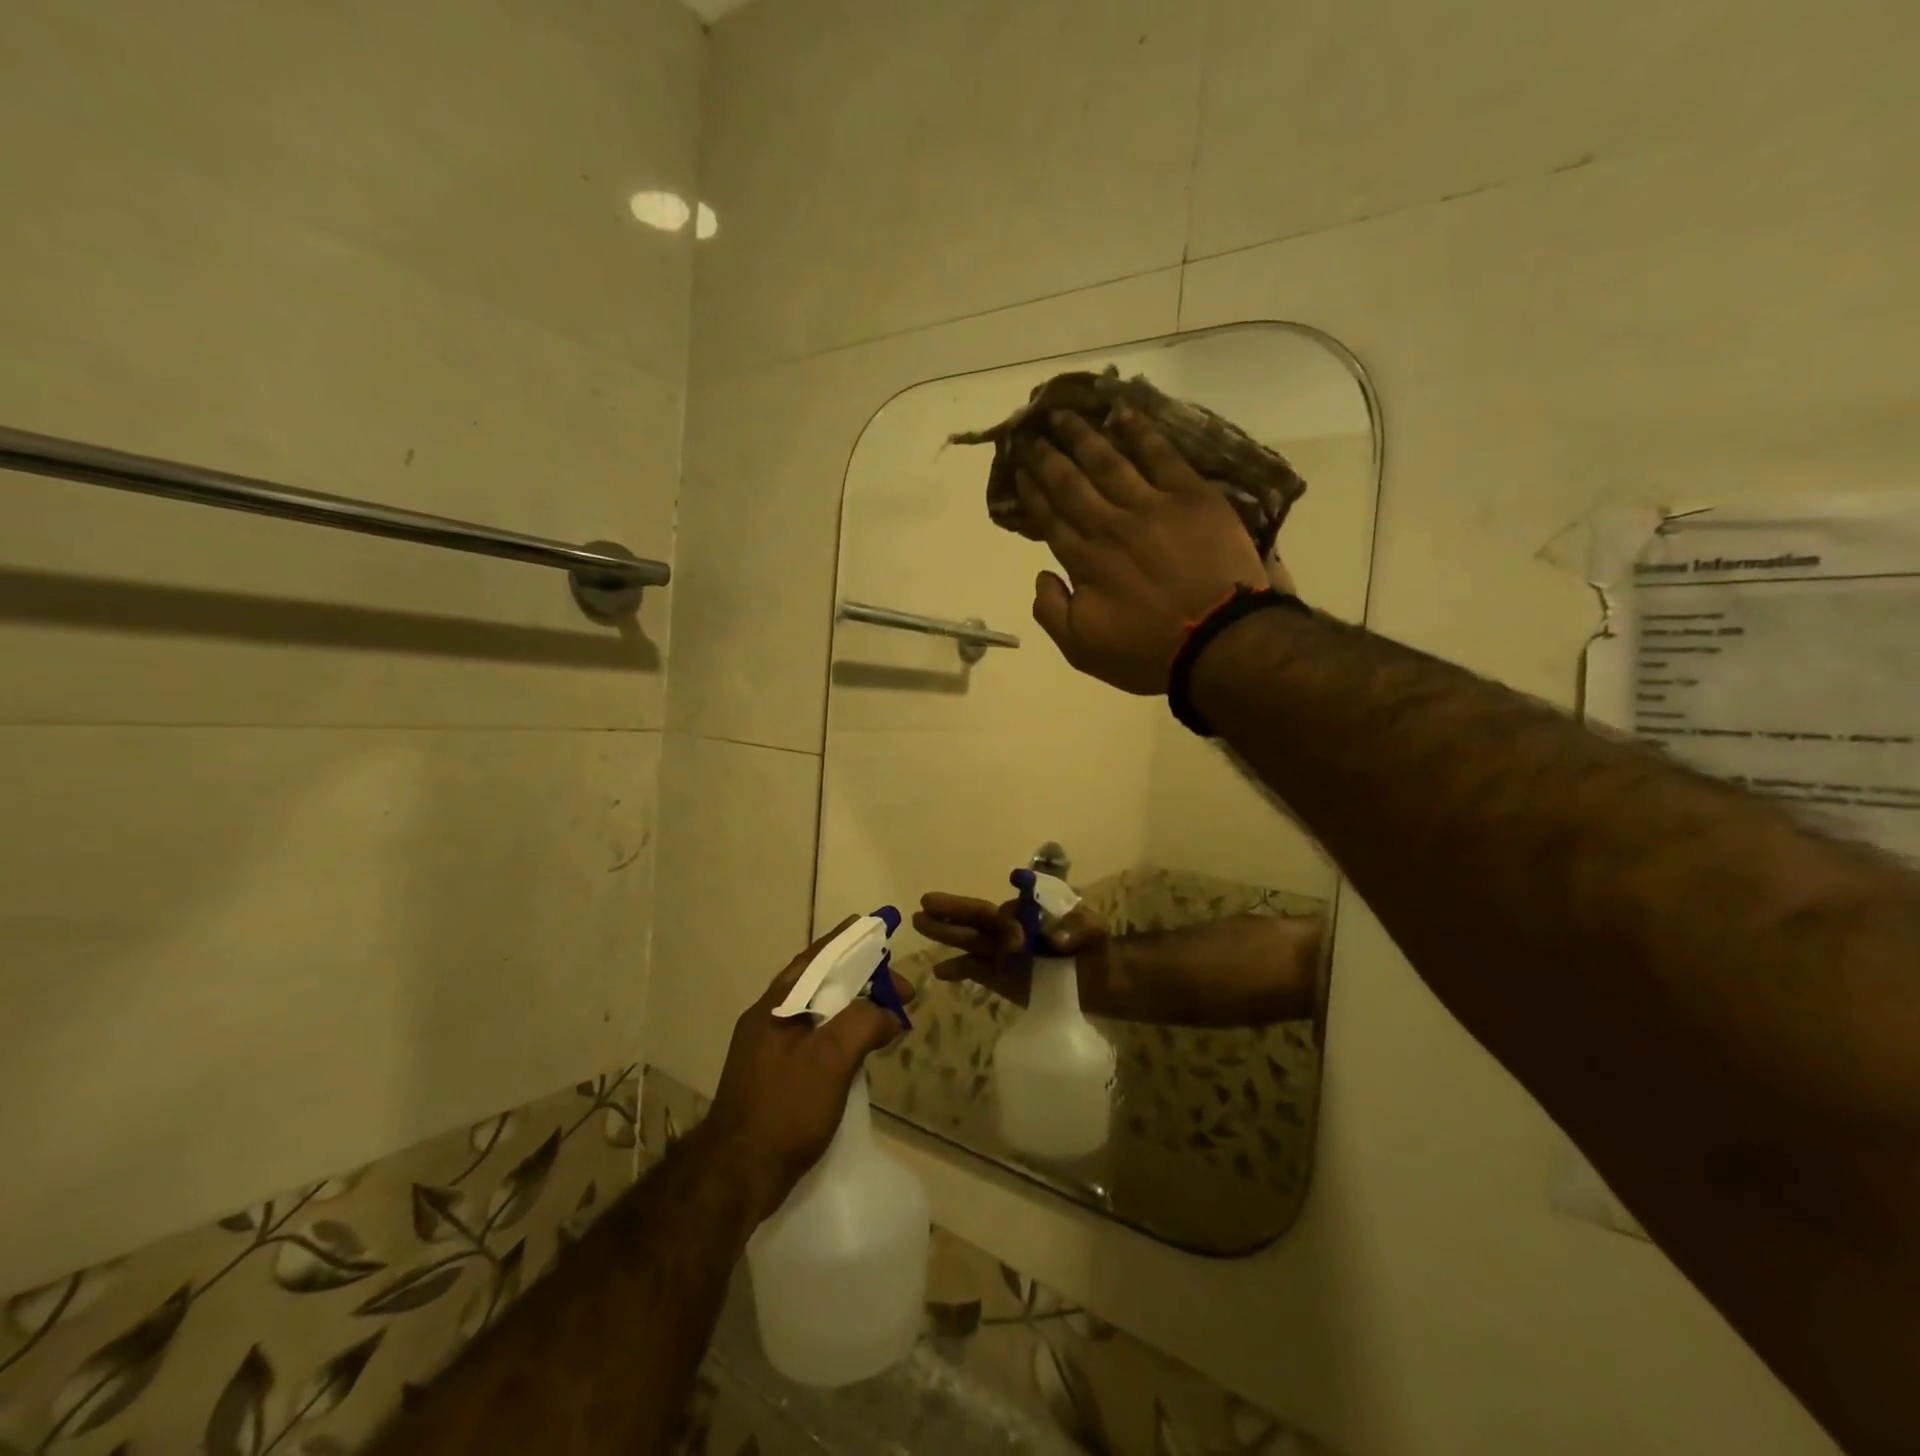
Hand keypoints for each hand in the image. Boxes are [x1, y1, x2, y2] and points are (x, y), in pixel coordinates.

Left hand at [703, 919, 911, 1217]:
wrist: (736, 1177)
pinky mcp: (774, 1077)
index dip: (850, 941)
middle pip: (819, 983)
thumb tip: (889, 1013)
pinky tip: (860, 1050)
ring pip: (818, 1012)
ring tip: (886, 1013)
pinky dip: (841, 1034)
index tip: (880, 929)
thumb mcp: (830, 1058)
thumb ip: (863, 1022)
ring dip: (853, 1007)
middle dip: (860, 978)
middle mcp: (769, 1019)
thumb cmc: (784, 1108)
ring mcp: (768, 1050)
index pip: (818, 957)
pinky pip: (815, 1039)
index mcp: (776, 1005)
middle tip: (897, 988)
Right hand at [912, 892, 1112, 1008]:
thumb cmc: (1094, 946)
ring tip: (918, 921)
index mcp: (1027, 911)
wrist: (1096, 980)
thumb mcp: (1095, 930)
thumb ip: (1079, 927)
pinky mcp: (997, 976)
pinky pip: (972, 969)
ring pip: (968, 939)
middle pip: (977, 917)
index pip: (1010, 914)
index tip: (1020, 942)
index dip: (1010, 926)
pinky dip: (956, 969)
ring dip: (945, 932)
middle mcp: (1008, 928)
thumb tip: (1058, 939)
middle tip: (926, 902)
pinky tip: (938, 972)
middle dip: (952, 910)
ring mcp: (1000, 952)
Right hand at [1015, 409, 1273, 694]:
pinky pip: (1161, 456)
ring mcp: (1152, 506)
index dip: (1031, 491)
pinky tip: (1122, 413)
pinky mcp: (1192, 496)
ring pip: (1109, 461)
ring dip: (1082, 435)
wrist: (1220, 642)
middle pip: (1071, 483)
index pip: (1049, 518)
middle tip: (1030, 431)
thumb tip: (1041, 575)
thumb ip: (1051, 612)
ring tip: (1062, 414)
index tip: (1018, 470)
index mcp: (1084, 561)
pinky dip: (1140, 432)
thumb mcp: (1083, 650)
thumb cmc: (1149, 653)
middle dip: (1047, 456)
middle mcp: (1110, 525)